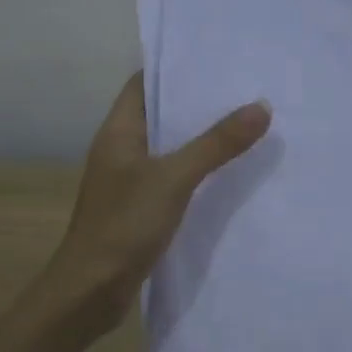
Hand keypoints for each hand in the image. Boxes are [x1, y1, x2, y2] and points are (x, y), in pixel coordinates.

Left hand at [44, 72, 271, 338]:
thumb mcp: (175, 178)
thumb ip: (217, 144)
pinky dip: (198, 171)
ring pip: (170, 148)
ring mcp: (129, 181)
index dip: (176, 68)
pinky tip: (229, 172)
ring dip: (201, 138)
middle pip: (161, 114)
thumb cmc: (124, 224)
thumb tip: (261, 106)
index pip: (144, 83)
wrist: (90, 291)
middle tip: (245, 90)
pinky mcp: (140, 208)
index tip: (217, 60)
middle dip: (198, 103)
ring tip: (247, 124)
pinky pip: (174, 177)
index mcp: (118, 131)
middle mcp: (121, 150)